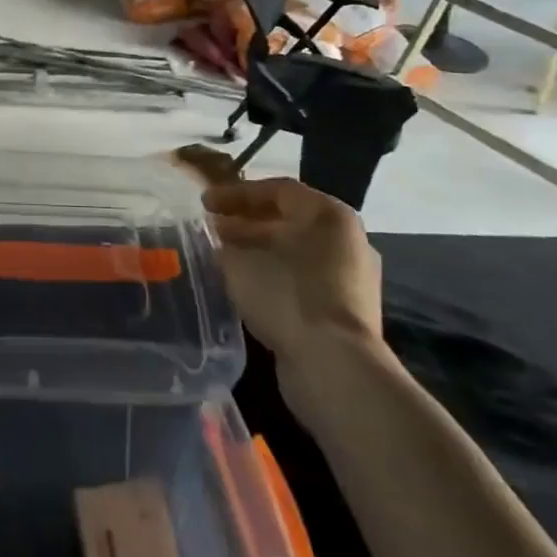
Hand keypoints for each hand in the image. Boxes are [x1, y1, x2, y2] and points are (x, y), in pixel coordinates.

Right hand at [204, 178, 383, 364]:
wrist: (335, 366)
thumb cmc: (286, 294)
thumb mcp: (240, 261)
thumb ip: (224, 243)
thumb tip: (218, 241)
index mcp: (329, 215)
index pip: (277, 190)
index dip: (236, 194)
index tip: (205, 203)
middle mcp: (347, 240)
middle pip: (288, 221)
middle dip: (246, 223)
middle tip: (212, 229)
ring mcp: (351, 278)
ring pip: (295, 253)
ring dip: (258, 252)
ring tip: (223, 258)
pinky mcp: (347, 312)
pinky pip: (304, 281)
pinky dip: (274, 277)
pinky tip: (246, 288)